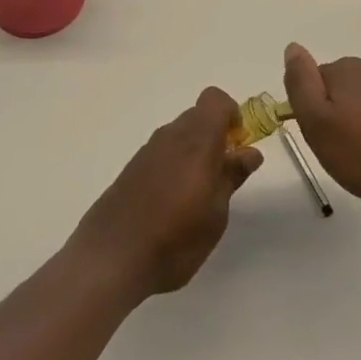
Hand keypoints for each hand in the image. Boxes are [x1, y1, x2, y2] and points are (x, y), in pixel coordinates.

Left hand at [69, 88, 263, 297]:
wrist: (111, 259)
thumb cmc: (176, 238)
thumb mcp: (216, 213)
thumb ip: (232, 176)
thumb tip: (250, 152)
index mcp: (196, 140)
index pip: (215, 100)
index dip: (231, 115)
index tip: (237, 146)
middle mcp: (170, 136)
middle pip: (197, 117)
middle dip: (215, 136)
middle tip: (222, 175)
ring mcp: (147, 152)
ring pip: (178, 136)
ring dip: (193, 153)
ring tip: (197, 196)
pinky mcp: (130, 169)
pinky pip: (161, 153)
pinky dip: (173, 166)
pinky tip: (171, 204)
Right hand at [281, 44, 360, 215]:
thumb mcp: (316, 122)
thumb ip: (300, 82)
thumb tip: (293, 47)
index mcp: (346, 67)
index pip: (312, 80)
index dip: (312, 111)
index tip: (322, 136)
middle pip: (338, 87)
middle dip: (335, 114)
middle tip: (341, 149)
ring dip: (357, 121)